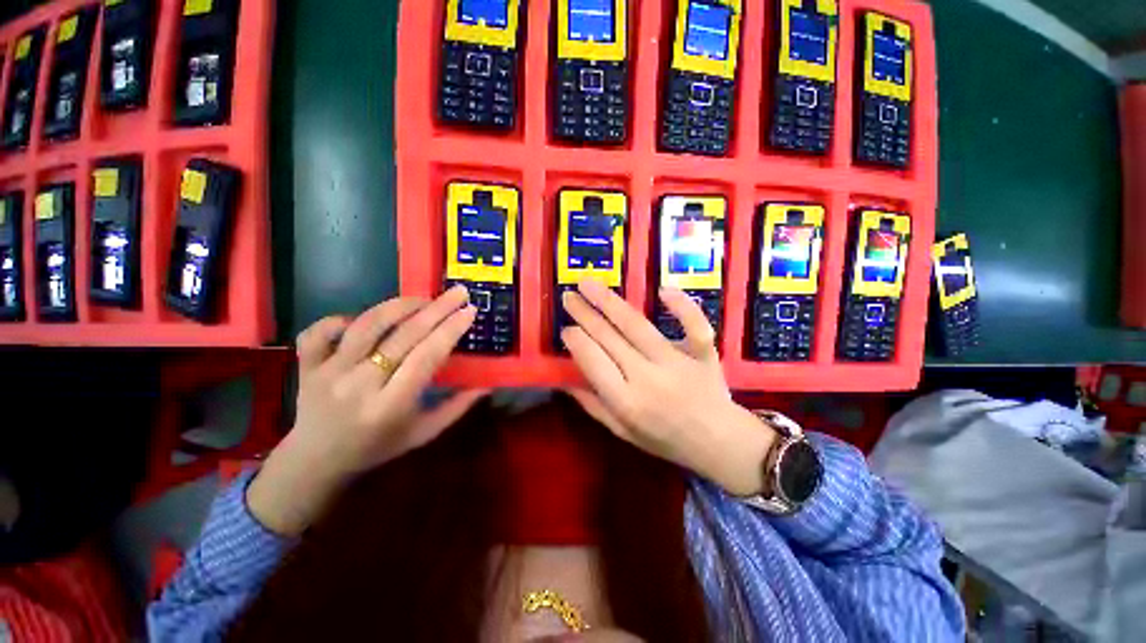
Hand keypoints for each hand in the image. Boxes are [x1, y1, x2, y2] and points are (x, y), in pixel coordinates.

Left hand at [248, 286, 487, 534]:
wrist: (315, 463)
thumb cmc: (378, 447)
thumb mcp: (423, 433)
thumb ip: (456, 408)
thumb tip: (488, 384)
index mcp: (390, 406)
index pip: (426, 357)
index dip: (450, 330)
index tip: (469, 311)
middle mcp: (359, 385)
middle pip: (403, 335)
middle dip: (437, 309)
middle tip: (458, 292)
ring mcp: (328, 373)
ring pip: (366, 325)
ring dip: (399, 306)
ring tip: (423, 299)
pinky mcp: (306, 366)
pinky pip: (319, 332)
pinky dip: (340, 318)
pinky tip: (361, 320)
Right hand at [560, 280, 776, 496]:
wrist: (720, 444)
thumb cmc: (666, 440)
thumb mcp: (623, 433)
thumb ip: (593, 406)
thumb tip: (564, 381)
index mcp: (627, 402)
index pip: (593, 361)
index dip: (576, 341)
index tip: (565, 328)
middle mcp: (648, 378)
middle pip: (609, 338)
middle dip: (584, 314)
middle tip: (568, 295)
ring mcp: (678, 362)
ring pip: (637, 325)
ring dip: (609, 301)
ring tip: (588, 283)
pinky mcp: (703, 353)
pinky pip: (693, 325)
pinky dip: (681, 306)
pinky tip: (663, 289)